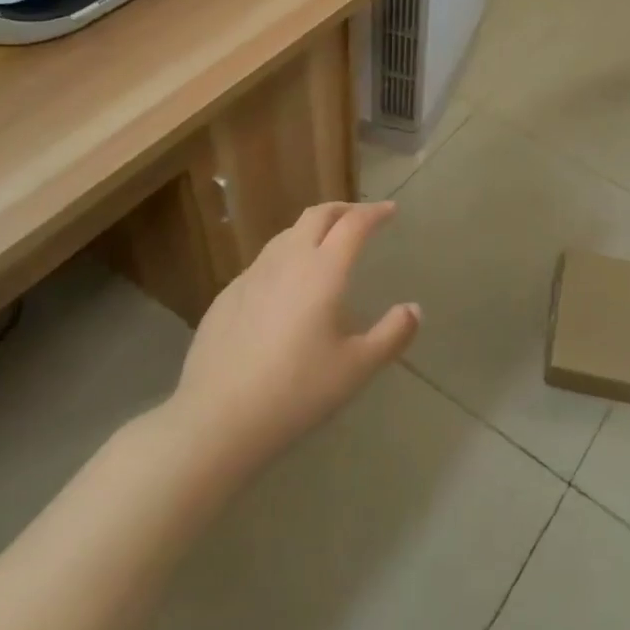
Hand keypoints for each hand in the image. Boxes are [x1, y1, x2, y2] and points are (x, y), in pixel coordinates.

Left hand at [163, 202, 417, 481]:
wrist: (215, 420)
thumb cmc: (296, 391)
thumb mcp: (357, 368)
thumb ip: (392, 335)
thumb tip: (413, 309)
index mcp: (323, 271)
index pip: (354, 224)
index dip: (375, 212)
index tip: (390, 210)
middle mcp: (287, 261)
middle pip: (317, 215)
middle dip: (343, 209)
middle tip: (361, 218)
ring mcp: (251, 277)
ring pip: (286, 235)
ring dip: (312, 230)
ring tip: (325, 246)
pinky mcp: (226, 296)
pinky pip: (263, 263)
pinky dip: (285, 258)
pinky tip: (286, 287)